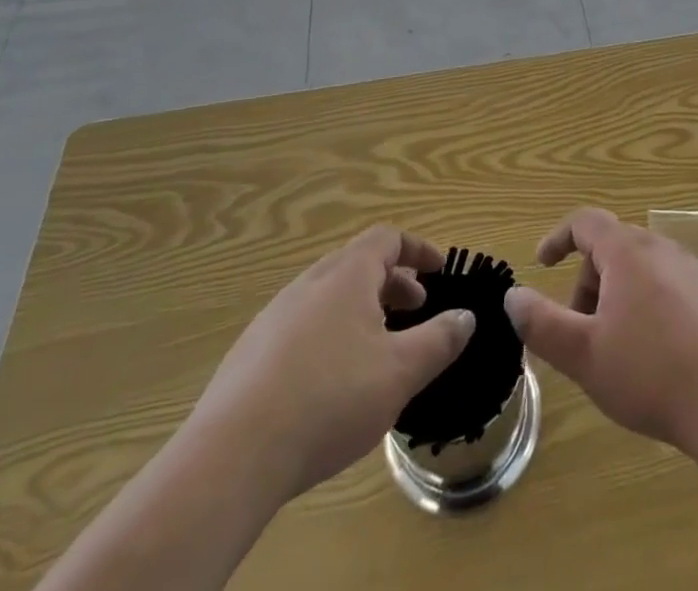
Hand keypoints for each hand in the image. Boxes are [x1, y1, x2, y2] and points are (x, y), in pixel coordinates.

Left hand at [186, 225, 473, 500]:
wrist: (230, 459)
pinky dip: (330, 333)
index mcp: (346, 275)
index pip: (388, 238)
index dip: (418, 249)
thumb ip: (440, 339)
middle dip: (393, 282)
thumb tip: (466, 316)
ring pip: (328, 296)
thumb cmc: (329, 399)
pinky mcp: (249, 355)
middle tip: (416, 308)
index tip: (439, 269)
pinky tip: (331, 381)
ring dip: (361, 308)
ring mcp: (273, 318)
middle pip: (357, 264)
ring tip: (378, 346)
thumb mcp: (401, 371)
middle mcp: (309, 283)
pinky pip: (302, 326)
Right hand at [503, 208, 697, 457]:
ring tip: (617, 349)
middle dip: (588, 282)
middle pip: (613, 247)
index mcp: (628, 251)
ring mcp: (693, 270)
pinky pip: (668, 286)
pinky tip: (656, 356)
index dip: (558, 238)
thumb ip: (542, 324)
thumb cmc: (652, 373)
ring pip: (641, 269)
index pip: (586, 222)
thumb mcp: (584, 355)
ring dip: (618, 297)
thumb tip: (513, 296)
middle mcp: (662, 248)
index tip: (542, 264)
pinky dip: (648, 306)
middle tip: (581, 332)